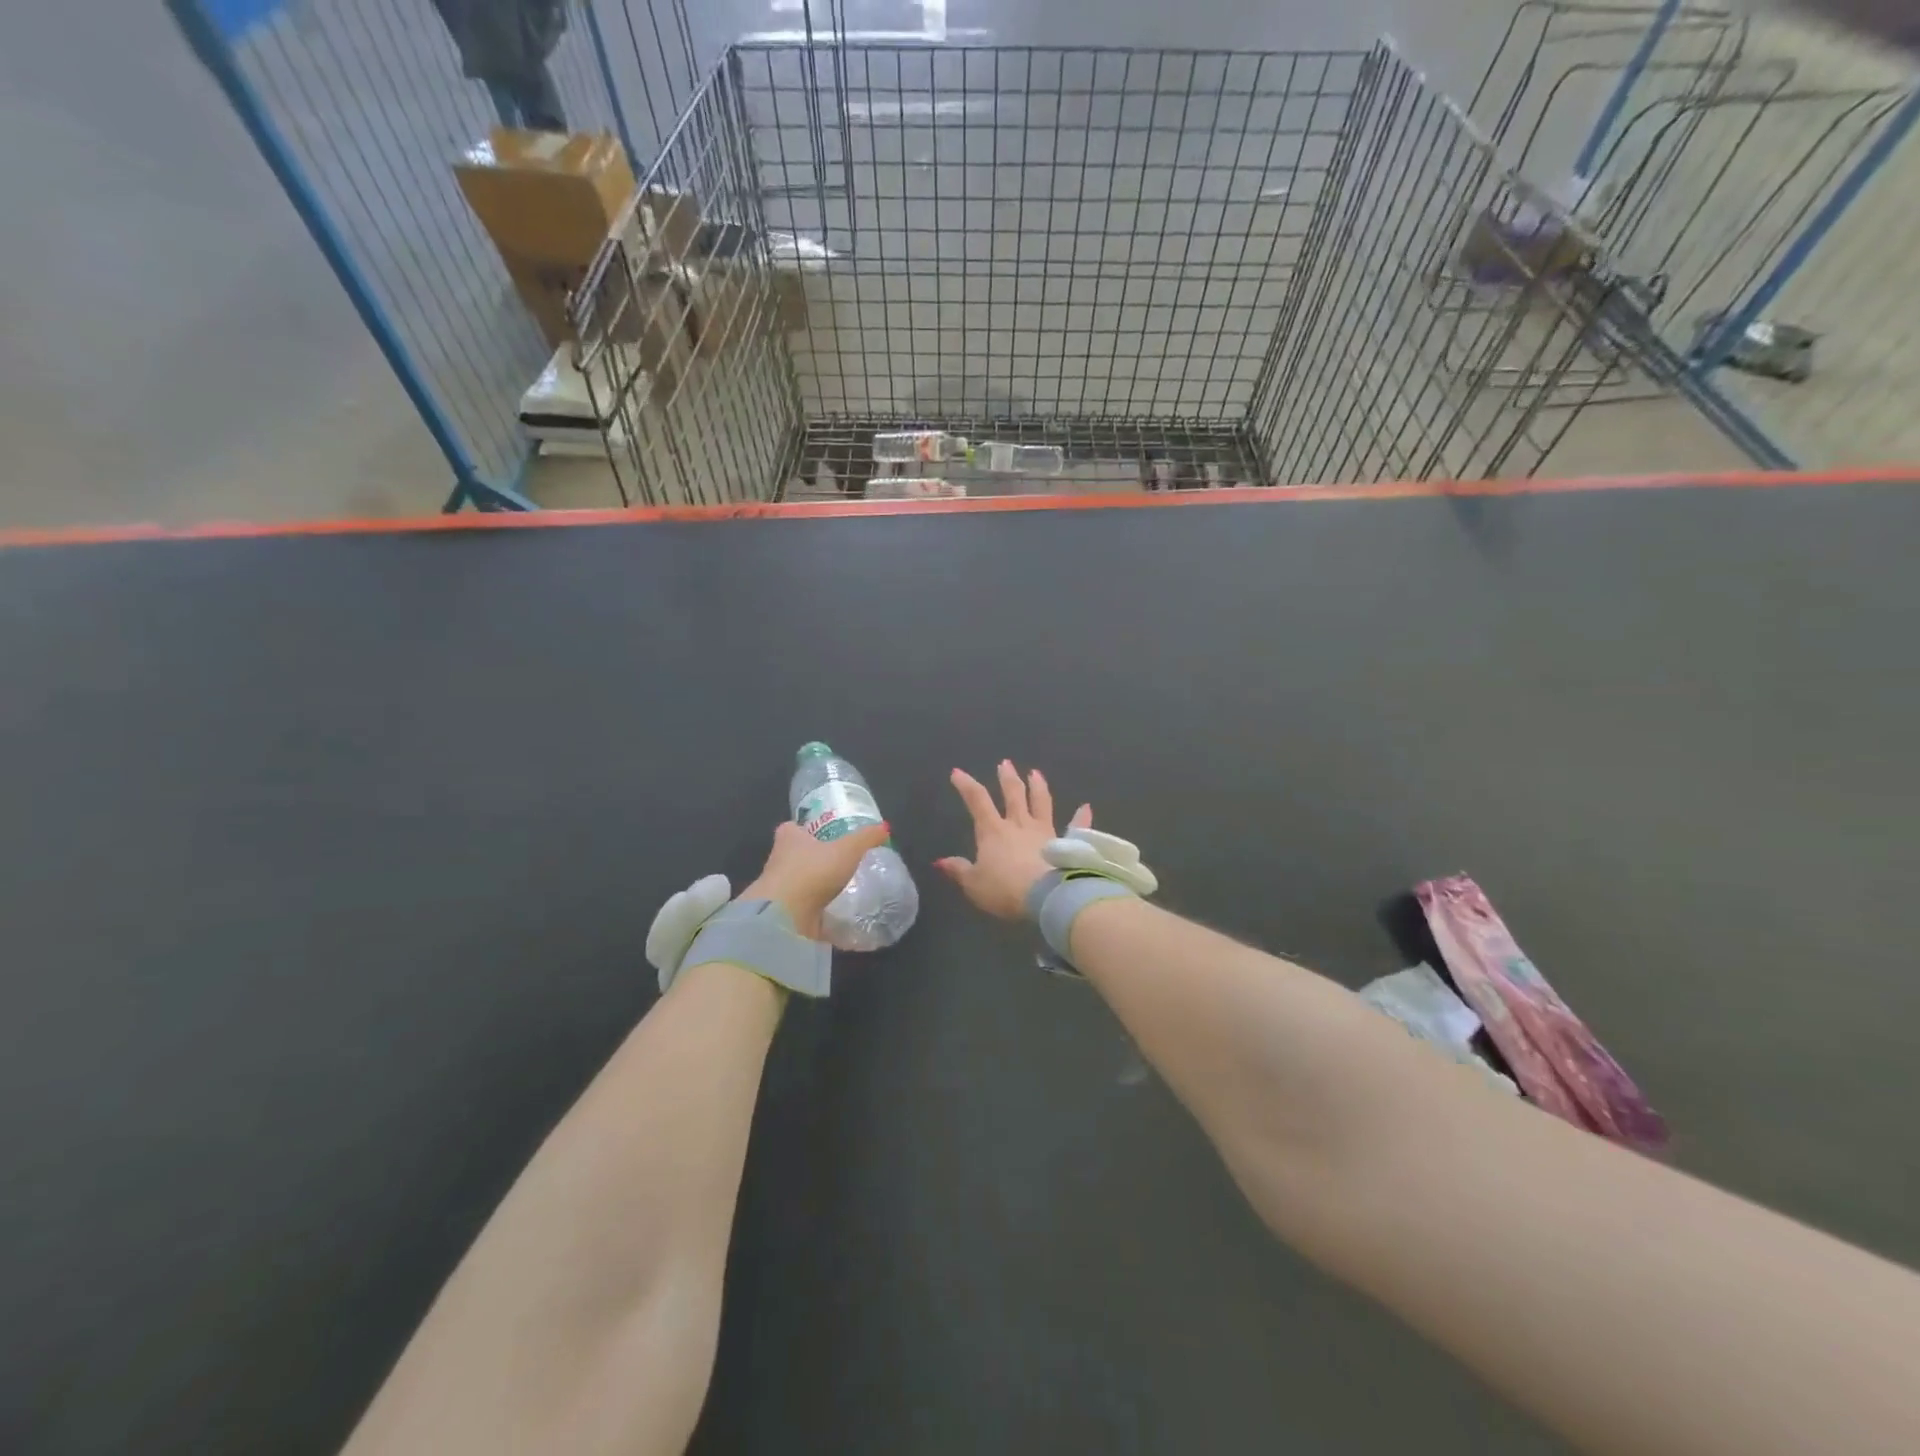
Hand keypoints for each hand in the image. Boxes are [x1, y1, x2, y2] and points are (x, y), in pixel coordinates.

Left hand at [741, 819, 890, 940]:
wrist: (785, 916)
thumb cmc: (813, 871)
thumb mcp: (847, 849)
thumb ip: (866, 838)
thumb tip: (885, 827)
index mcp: (788, 838)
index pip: (793, 828)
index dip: (806, 829)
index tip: (825, 835)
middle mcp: (778, 861)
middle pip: (796, 856)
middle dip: (814, 859)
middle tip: (840, 862)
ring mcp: (779, 890)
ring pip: (800, 884)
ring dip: (816, 887)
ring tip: (844, 889)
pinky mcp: (784, 914)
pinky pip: (804, 910)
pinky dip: (818, 912)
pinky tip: (838, 915)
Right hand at [936, 761, 1092, 919]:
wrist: (1047, 896)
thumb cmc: (1005, 890)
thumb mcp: (974, 885)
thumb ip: (959, 870)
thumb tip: (941, 861)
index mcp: (993, 832)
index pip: (977, 801)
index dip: (966, 785)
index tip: (958, 772)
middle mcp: (1019, 825)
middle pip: (1013, 795)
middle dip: (1007, 778)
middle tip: (1005, 763)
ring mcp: (1045, 832)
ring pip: (1041, 803)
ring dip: (1038, 787)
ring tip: (1036, 773)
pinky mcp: (1067, 844)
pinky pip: (1075, 828)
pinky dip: (1081, 817)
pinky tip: (1086, 807)